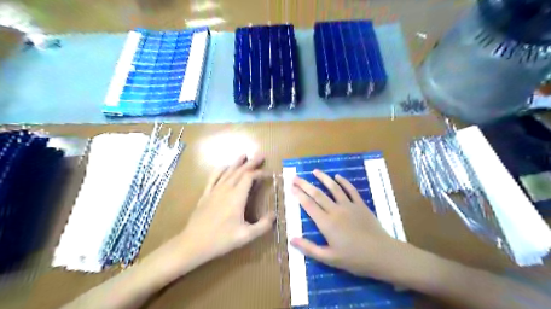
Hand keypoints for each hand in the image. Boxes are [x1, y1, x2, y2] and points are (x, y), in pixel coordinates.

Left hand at [179, 156, 274, 265]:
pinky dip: (220, 170)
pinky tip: (223, 166)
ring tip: (244, 155)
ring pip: (227, 172)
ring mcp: (214, 190)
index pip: (250, 177)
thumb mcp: (246, 236)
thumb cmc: (221, 239)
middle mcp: (226, 189)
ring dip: (237, 163)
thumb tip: (274, 215)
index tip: (268, 174)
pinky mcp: (206, 194)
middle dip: (251, 163)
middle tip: (260, 155)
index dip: (260, 173)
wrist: (193, 243)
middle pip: (240, 171)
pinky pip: (213, 177)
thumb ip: (263, 225)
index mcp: (237, 197)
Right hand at [293, 170, 407, 280]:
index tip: (291, 186)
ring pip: (334, 188)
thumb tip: (292, 239)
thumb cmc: (354, 258)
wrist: (381, 254)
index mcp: (326, 223)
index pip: (309, 205)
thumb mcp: (329, 258)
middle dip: (305, 184)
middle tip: (296, 176)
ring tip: (315, 171)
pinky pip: (351, 190)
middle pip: (317, 194)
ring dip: (323, 178)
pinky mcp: (361, 205)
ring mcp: (349, 206)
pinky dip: (344, 182)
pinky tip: (338, 176)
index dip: (299, 195)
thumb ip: (309, 248)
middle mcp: (335, 210)